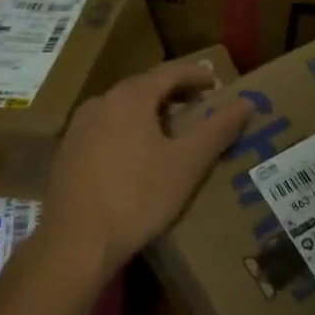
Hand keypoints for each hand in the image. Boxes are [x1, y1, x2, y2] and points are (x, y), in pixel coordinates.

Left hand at [43, 60, 253, 280]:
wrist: (76, 242)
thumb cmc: (138, 197)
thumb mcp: (188, 163)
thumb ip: (218, 129)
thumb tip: (247, 102)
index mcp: (129, 98)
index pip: (169, 72)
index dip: (196, 74)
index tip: (216, 82)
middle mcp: (100, 103)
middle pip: (143, 87)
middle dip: (173, 92)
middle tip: (198, 105)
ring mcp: (78, 128)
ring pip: (122, 108)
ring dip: (149, 111)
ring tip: (171, 129)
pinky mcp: (67, 153)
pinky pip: (105, 128)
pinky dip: (128, 129)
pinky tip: (137, 154)